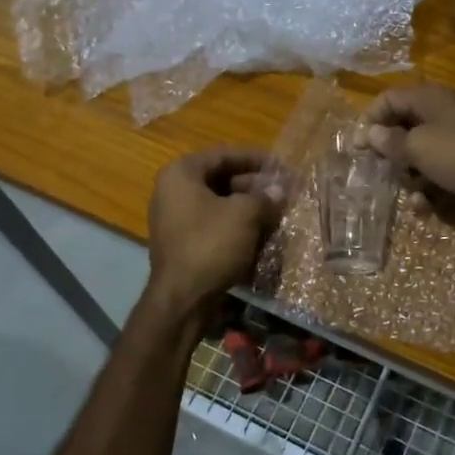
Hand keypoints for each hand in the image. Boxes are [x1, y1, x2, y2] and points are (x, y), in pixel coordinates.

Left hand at [145, 147, 284, 319]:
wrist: (182, 300)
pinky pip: (213, 225)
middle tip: (283, 191)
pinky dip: (236, 226)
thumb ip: (264, 197)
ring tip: (276, 212)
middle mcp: (172, 191)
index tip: (280, 165)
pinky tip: (261, 233)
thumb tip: (280, 190)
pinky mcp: (183, 244)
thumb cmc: (210, 244)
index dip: (255, 158)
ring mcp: (175, 219)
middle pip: (220, 179)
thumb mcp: (244, 215)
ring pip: (219, 204)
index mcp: (181, 174)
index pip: (223, 155)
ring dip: (248, 207)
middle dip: (254, 185)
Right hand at [363, 84, 454, 228]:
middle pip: (402, 130)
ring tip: (408, 195)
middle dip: (389, 154)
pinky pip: (438, 176)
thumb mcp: (418, 146)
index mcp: (428, 100)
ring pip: (419, 157)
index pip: (388, 100)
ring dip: (409, 178)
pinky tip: (425, 209)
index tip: (357, 148)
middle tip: (377, 174)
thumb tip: (370, 134)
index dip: (370, 121)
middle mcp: (440, 116)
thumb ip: (390, 142)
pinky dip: (429, 191)